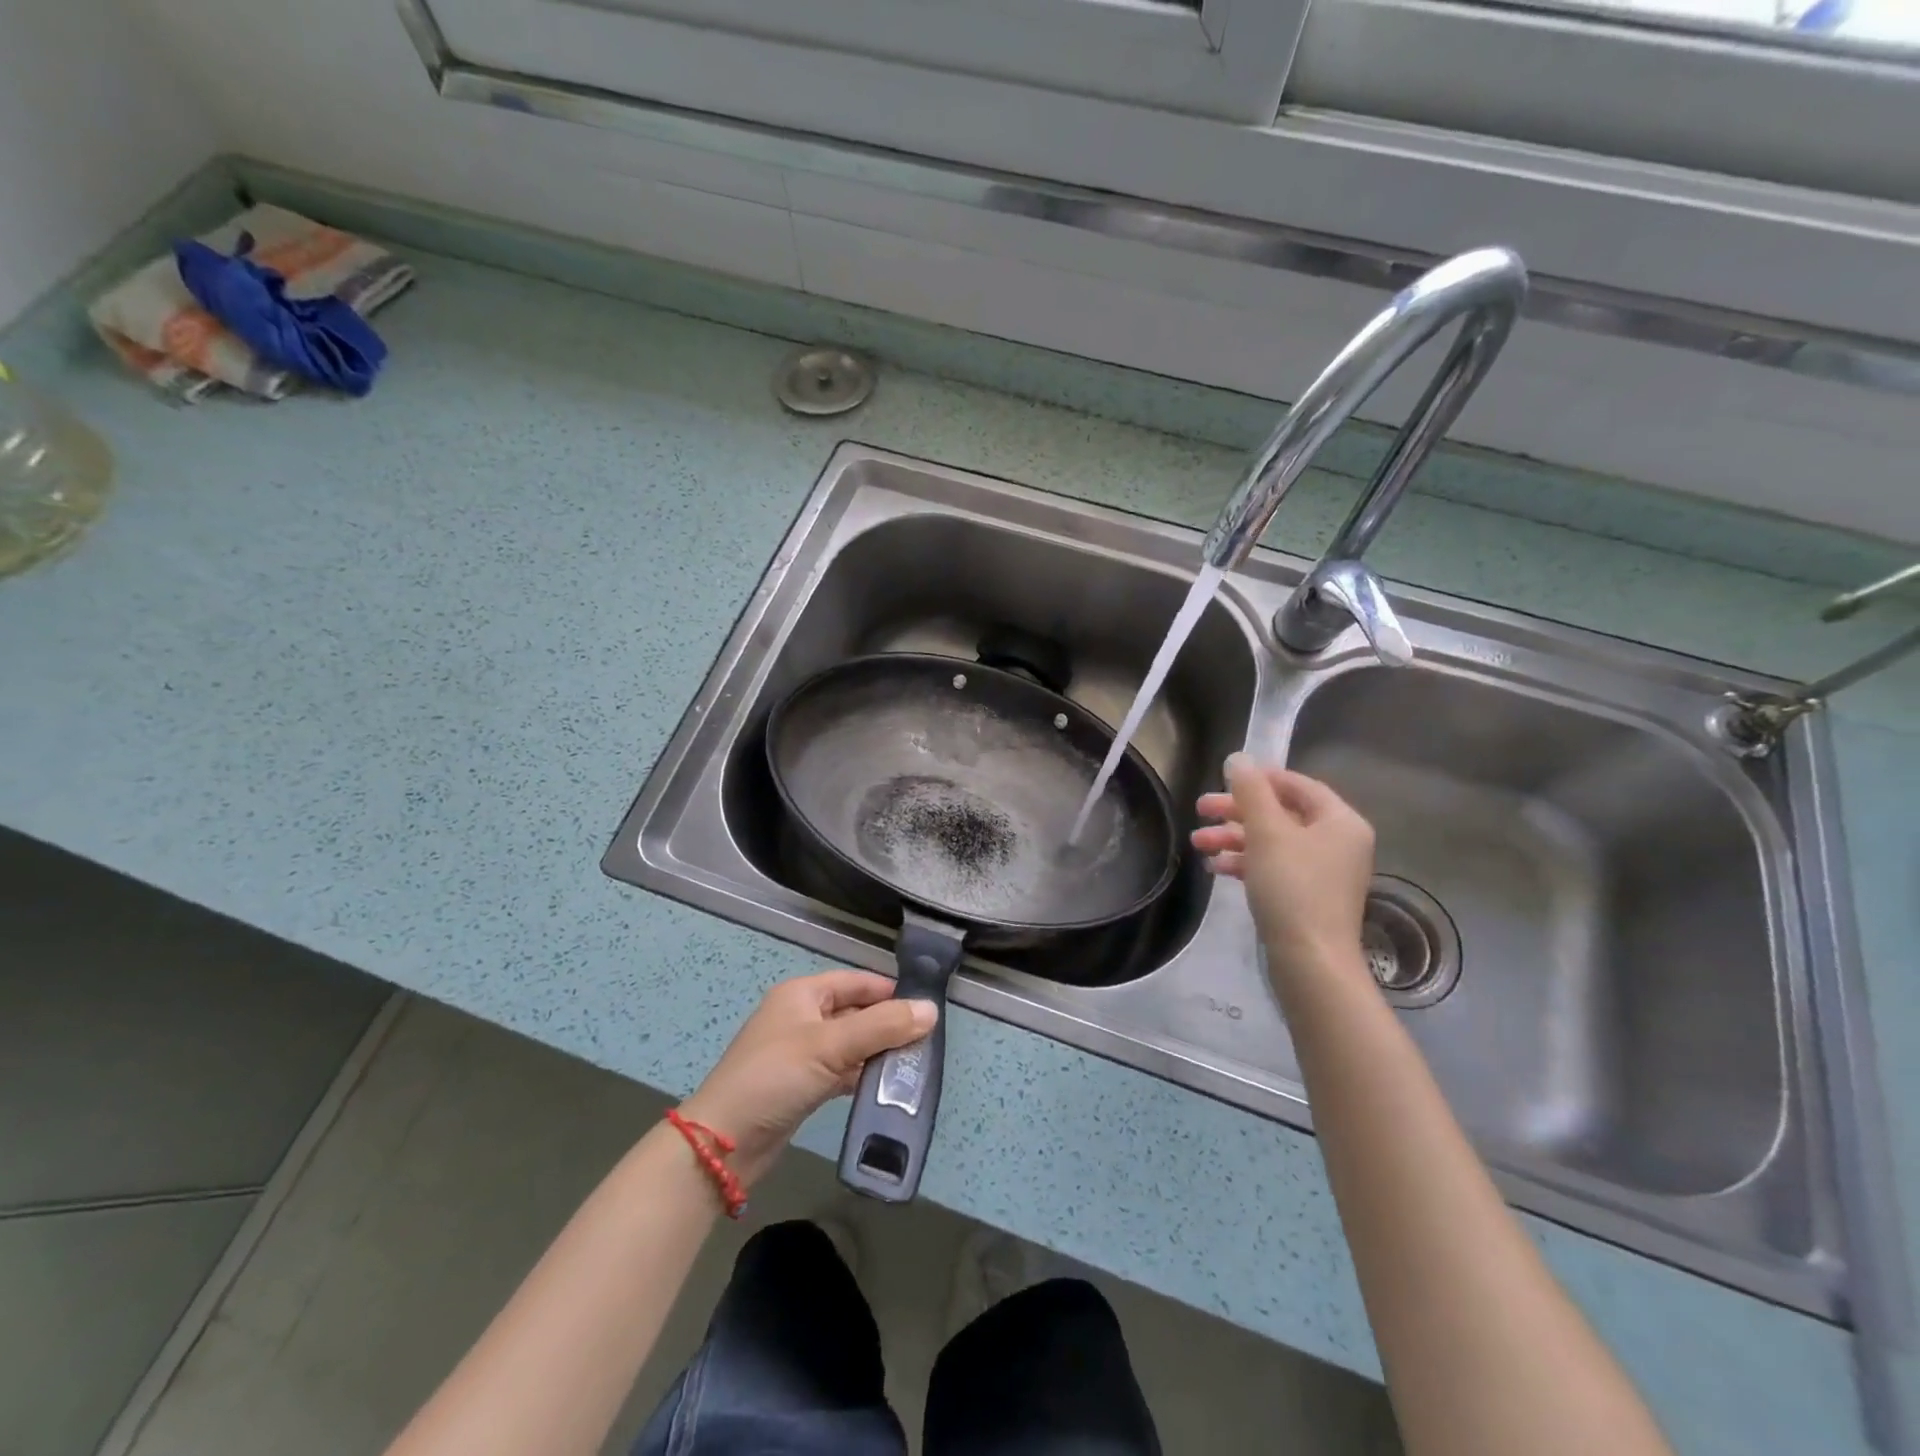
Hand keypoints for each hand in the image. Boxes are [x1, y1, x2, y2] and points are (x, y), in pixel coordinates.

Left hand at [678, 970, 936, 1187]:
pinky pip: (842, 1071)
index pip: (857, 982)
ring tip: (915, 1066)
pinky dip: (863, 1076)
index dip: (891, 991)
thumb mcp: (831, 1046)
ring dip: (878, 1053)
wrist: (723, 1144)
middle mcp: (802, 1017)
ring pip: (851, 1044)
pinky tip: (886, 1089)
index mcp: (803, 994)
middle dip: (889, 1025)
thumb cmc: (776, 1077)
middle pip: (856, 1013)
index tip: (927, 1007)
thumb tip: (931, 1010)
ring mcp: (801, 1053)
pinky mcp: (802, 1085)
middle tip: (927, 1042)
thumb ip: (883, 1026)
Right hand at [1192, 754, 1376, 987]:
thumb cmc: (1293, 887)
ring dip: (1234, 838)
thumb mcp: (1267, 832)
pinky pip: (1274, 867)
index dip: (1259, 779)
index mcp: (1340, 821)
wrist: (1311, 961)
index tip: (1222, 780)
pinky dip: (1246, 863)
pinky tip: (1215, 868)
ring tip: (1198, 844)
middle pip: (1281, 813)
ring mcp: (1323, 872)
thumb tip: (1238, 758)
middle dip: (1237, 812)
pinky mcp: (1307, 897)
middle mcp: (1338, 842)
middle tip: (1199, 810)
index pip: (1297, 785)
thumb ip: (1251, 791)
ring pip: (1273, 842)